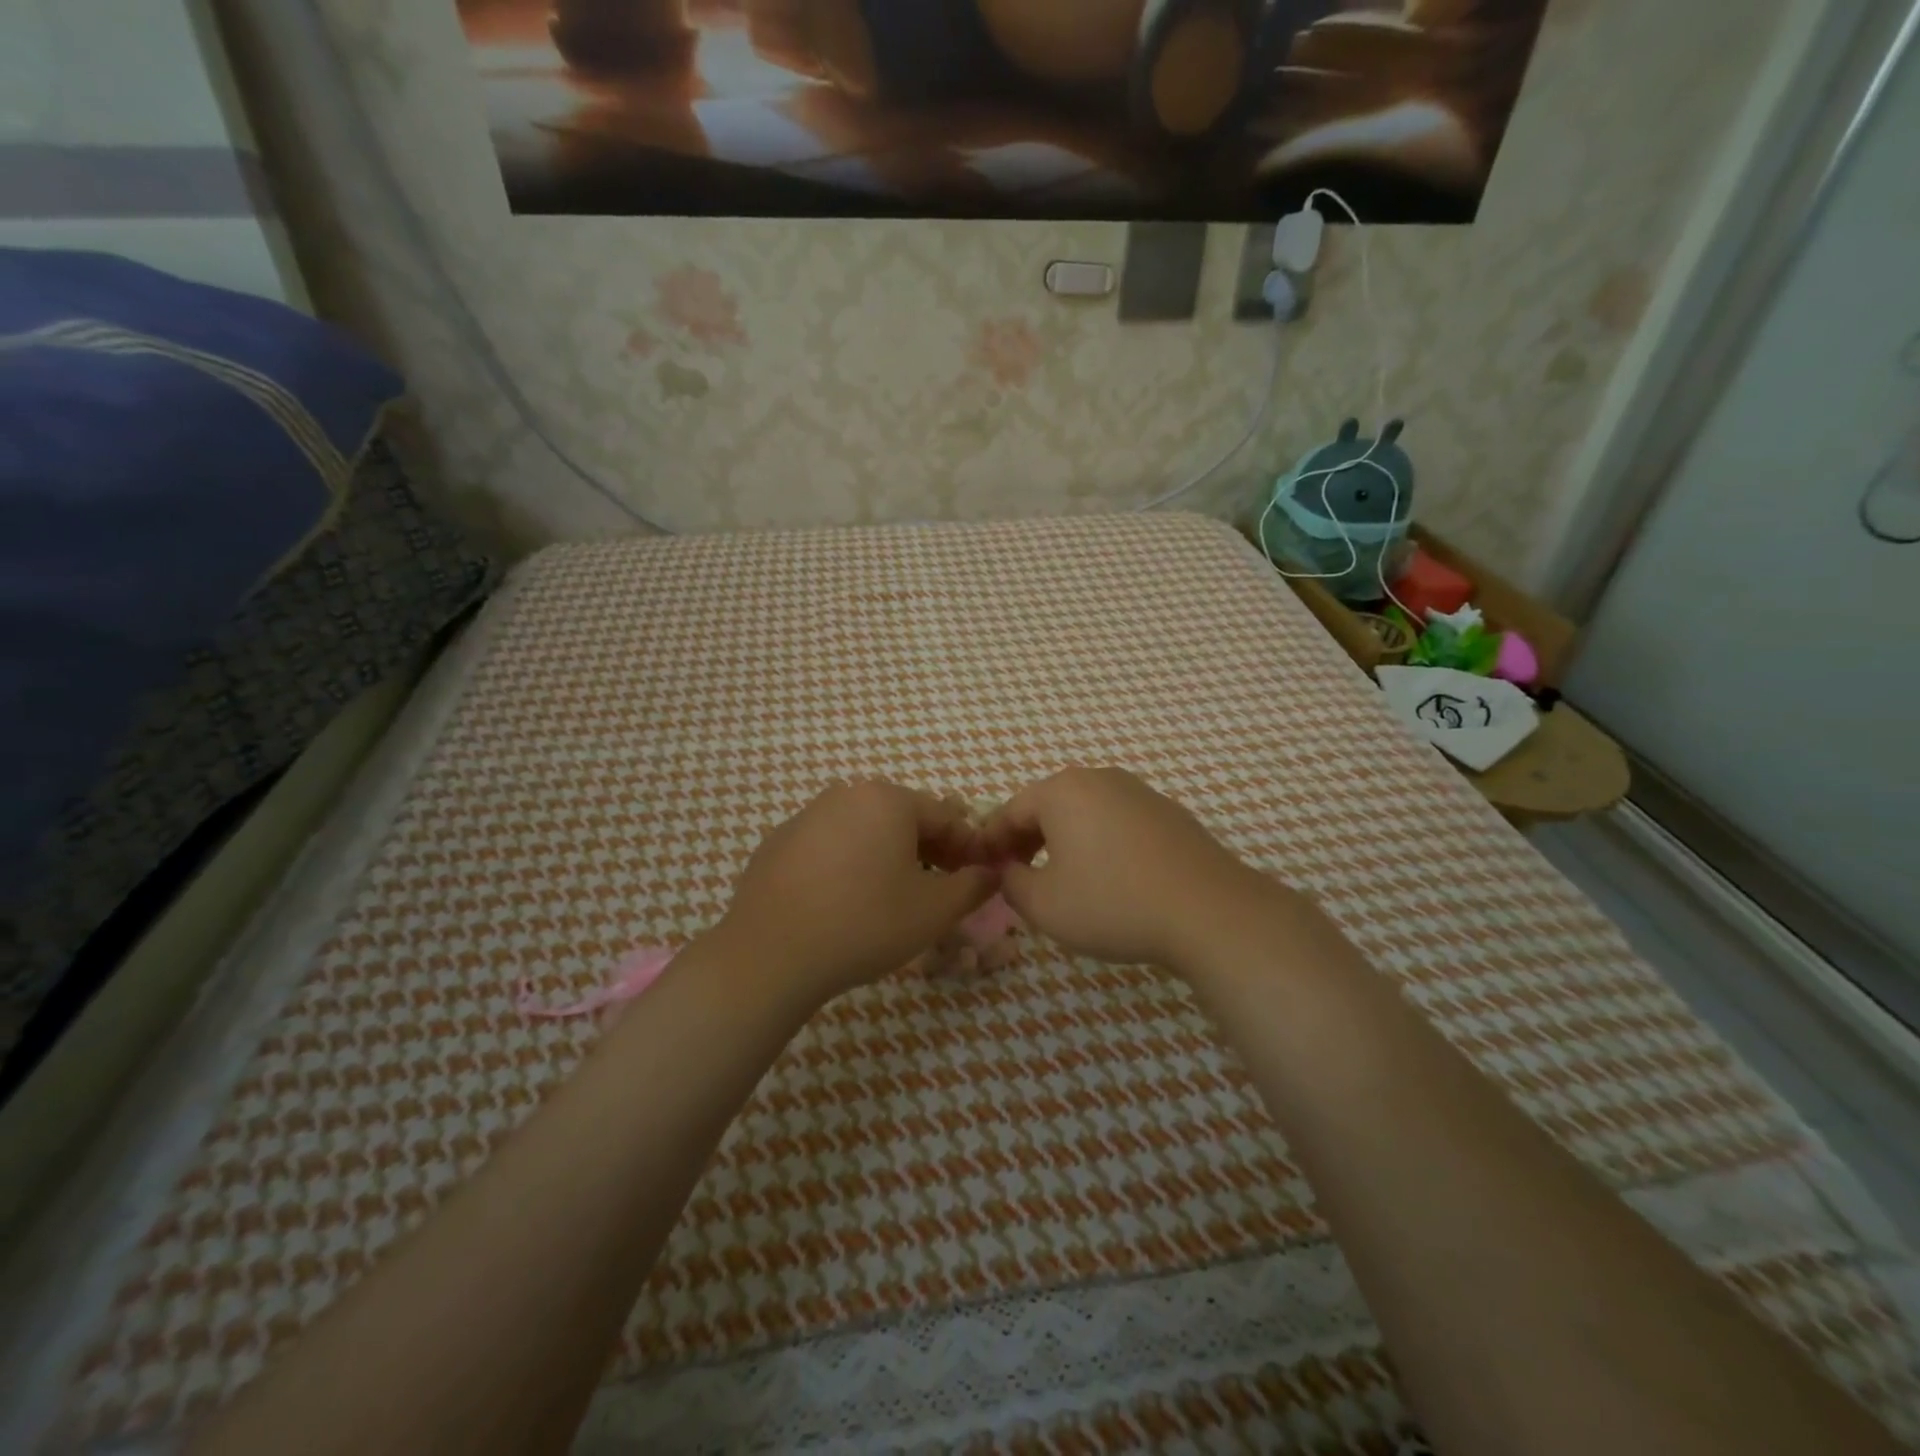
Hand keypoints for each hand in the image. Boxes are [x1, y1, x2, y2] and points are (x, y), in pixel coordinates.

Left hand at [715, 781, 999, 1001]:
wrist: (771, 955)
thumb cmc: (865, 924)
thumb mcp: (934, 910)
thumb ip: (973, 886)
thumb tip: (991, 873)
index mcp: (887, 799)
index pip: (945, 816)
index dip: (968, 847)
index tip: (978, 878)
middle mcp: (846, 794)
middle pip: (903, 819)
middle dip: (929, 851)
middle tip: (940, 890)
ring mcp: (806, 816)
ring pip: (864, 831)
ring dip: (888, 857)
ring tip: (893, 899)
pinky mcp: (778, 843)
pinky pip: (829, 847)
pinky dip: (847, 865)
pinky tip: (844, 903)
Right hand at [978, 767, 1278, 970]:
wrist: (1209, 911)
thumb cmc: (1112, 904)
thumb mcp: (1044, 905)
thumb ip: (1011, 883)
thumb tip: (1007, 871)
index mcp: (1062, 791)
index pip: (1010, 811)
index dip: (991, 842)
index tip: (982, 869)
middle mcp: (1099, 779)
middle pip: (1048, 806)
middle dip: (1026, 840)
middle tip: (1017, 876)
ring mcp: (1139, 792)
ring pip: (1084, 813)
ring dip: (1064, 841)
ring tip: (1061, 879)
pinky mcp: (1169, 813)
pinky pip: (1117, 822)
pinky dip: (1101, 843)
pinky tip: (1109, 878)